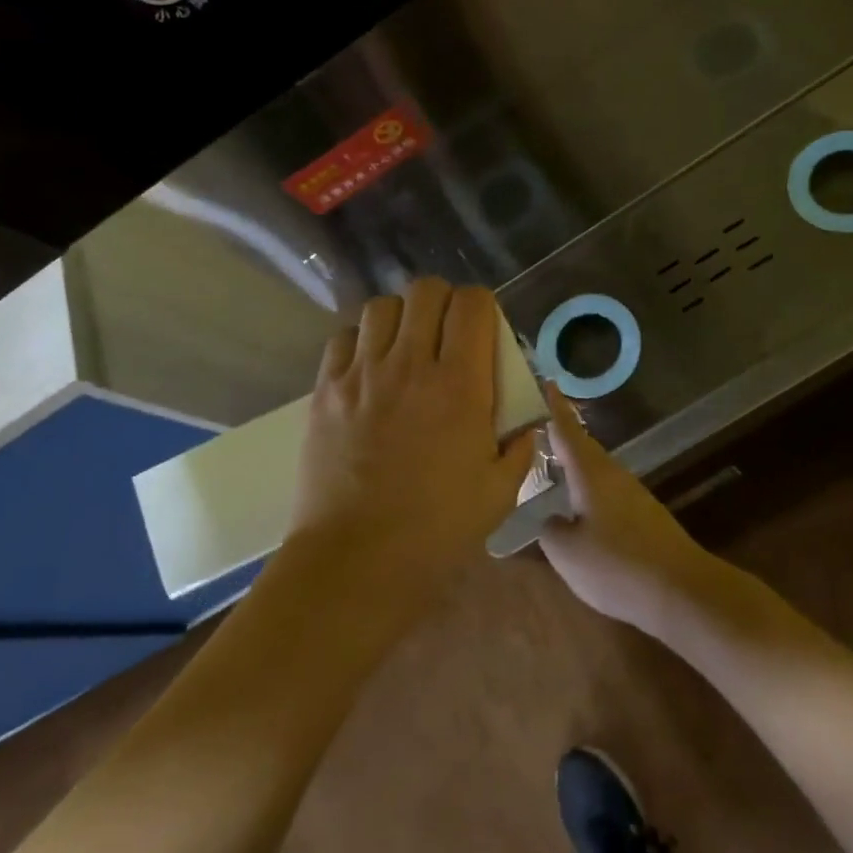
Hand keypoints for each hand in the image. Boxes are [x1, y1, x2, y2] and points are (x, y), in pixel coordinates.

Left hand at [290, 278, 537, 619]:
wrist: (356, 562)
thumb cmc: (436, 531)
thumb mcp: (499, 493)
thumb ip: (519, 448)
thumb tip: (526, 425)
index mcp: (460, 385)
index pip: (472, 304)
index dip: (482, 306)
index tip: (483, 330)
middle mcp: (410, 365)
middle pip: (426, 291)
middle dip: (443, 302)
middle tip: (446, 334)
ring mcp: (362, 374)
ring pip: (382, 307)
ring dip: (400, 317)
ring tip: (404, 347)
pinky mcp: (326, 390)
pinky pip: (343, 338)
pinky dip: (360, 342)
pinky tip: (368, 369)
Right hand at [537, 390, 729, 632]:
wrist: (682, 591)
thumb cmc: (617, 565)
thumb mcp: (567, 552)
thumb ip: (549, 530)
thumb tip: (551, 519)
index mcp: (590, 473)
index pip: (567, 431)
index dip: (554, 407)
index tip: (546, 381)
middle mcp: (613, 476)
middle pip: (583, 448)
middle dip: (561, 437)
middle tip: (536, 429)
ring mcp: (633, 495)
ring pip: (596, 472)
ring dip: (574, 466)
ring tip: (552, 468)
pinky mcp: (645, 517)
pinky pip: (607, 493)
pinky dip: (588, 491)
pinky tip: (579, 510)